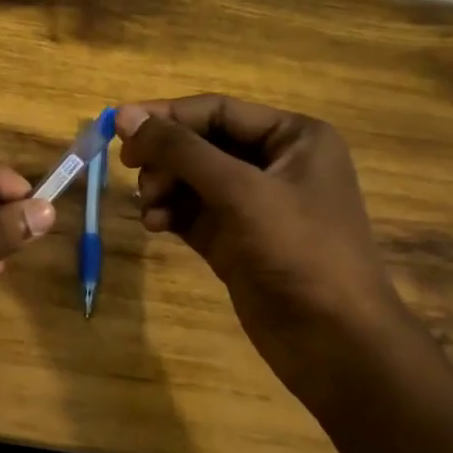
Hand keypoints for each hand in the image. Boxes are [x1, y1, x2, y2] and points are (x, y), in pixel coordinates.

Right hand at [115, 96, 413, 395]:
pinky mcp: (237, 238)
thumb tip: (125, 116)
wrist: (334, 341)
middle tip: (131, 171)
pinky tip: (155, 225)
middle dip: (165, 157)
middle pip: (201, 143)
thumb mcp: (238, 191)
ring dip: (163, 187)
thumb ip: (180, 150)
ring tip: (149, 207)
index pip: (217, 110)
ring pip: (192, 178)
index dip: (166, 116)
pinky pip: (192, 211)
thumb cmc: (298, 251)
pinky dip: (170, 213)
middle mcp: (275, 164)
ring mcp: (256, 204)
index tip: (118, 127)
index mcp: (294, 138)